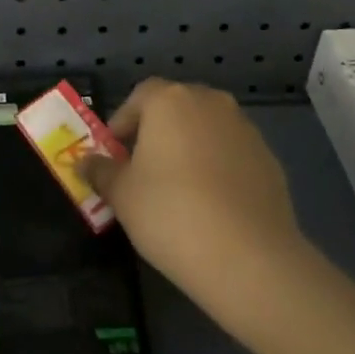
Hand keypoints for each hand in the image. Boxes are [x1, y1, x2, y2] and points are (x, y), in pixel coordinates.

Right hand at [83, 79, 306, 330]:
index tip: (114, 155)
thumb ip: (101, 171)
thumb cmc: (171, 213)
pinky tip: (211, 206)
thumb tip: (86, 162)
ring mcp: (245, 129)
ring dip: (189, 149)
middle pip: (176, 108)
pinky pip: (231, 154)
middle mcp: (211, 103)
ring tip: (178, 190)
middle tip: (142, 171)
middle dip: (157, 133)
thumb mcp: (122, 195)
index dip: (122, 123)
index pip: (139, 96)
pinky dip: (218, 169)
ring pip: (206, 130)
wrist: (249, 257)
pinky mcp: (269, 159)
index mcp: (171, 100)